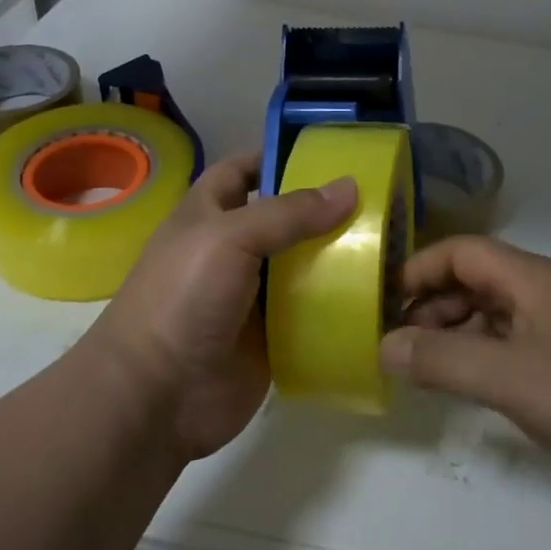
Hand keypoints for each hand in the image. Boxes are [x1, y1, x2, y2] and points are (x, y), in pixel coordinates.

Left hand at [92, 151, 356, 459]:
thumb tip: (350, 187)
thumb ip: (289, 213)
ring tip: (394, 243)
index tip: (332, 152)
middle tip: (381, 199)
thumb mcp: (230, 238)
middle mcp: (233, 250)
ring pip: (305, 265)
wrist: (156, 397)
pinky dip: (341, 303)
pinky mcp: (274, 336)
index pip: (244, 170)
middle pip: (286, 219)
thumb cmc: (182, 298)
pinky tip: (380, 294)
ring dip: (341, 256)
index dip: (278, 156)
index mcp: (210, 214)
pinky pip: (313, 312)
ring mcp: (254, 296)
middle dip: (326, 209)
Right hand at [382, 236, 550, 504]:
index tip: (385, 302)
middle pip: (476, 279)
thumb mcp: (507, 378)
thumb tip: (383, 347)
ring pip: (494, 310)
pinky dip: (482, 351)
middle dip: (433, 304)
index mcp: (533, 277)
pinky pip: (513, 338)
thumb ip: (442, 360)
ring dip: (456, 329)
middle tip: (399, 342)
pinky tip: (468, 380)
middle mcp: (548, 289)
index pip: (463, 252)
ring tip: (425, 364)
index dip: (420, 270)